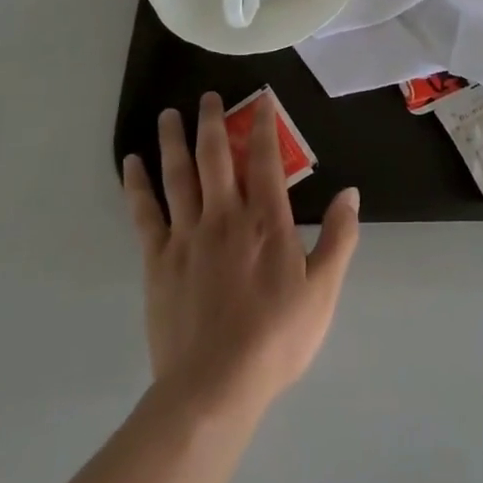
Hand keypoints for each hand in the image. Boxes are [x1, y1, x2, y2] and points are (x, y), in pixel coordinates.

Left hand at [122, 93, 359, 418]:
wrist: (213, 387)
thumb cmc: (276, 338)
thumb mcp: (323, 290)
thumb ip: (339, 238)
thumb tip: (350, 193)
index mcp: (266, 220)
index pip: (265, 159)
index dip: (263, 126)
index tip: (261, 100)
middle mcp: (225, 215)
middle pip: (215, 156)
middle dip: (213, 121)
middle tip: (208, 96)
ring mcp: (187, 235)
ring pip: (178, 175)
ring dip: (174, 140)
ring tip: (169, 114)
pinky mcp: (158, 259)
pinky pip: (145, 213)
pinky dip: (137, 184)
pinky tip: (132, 163)